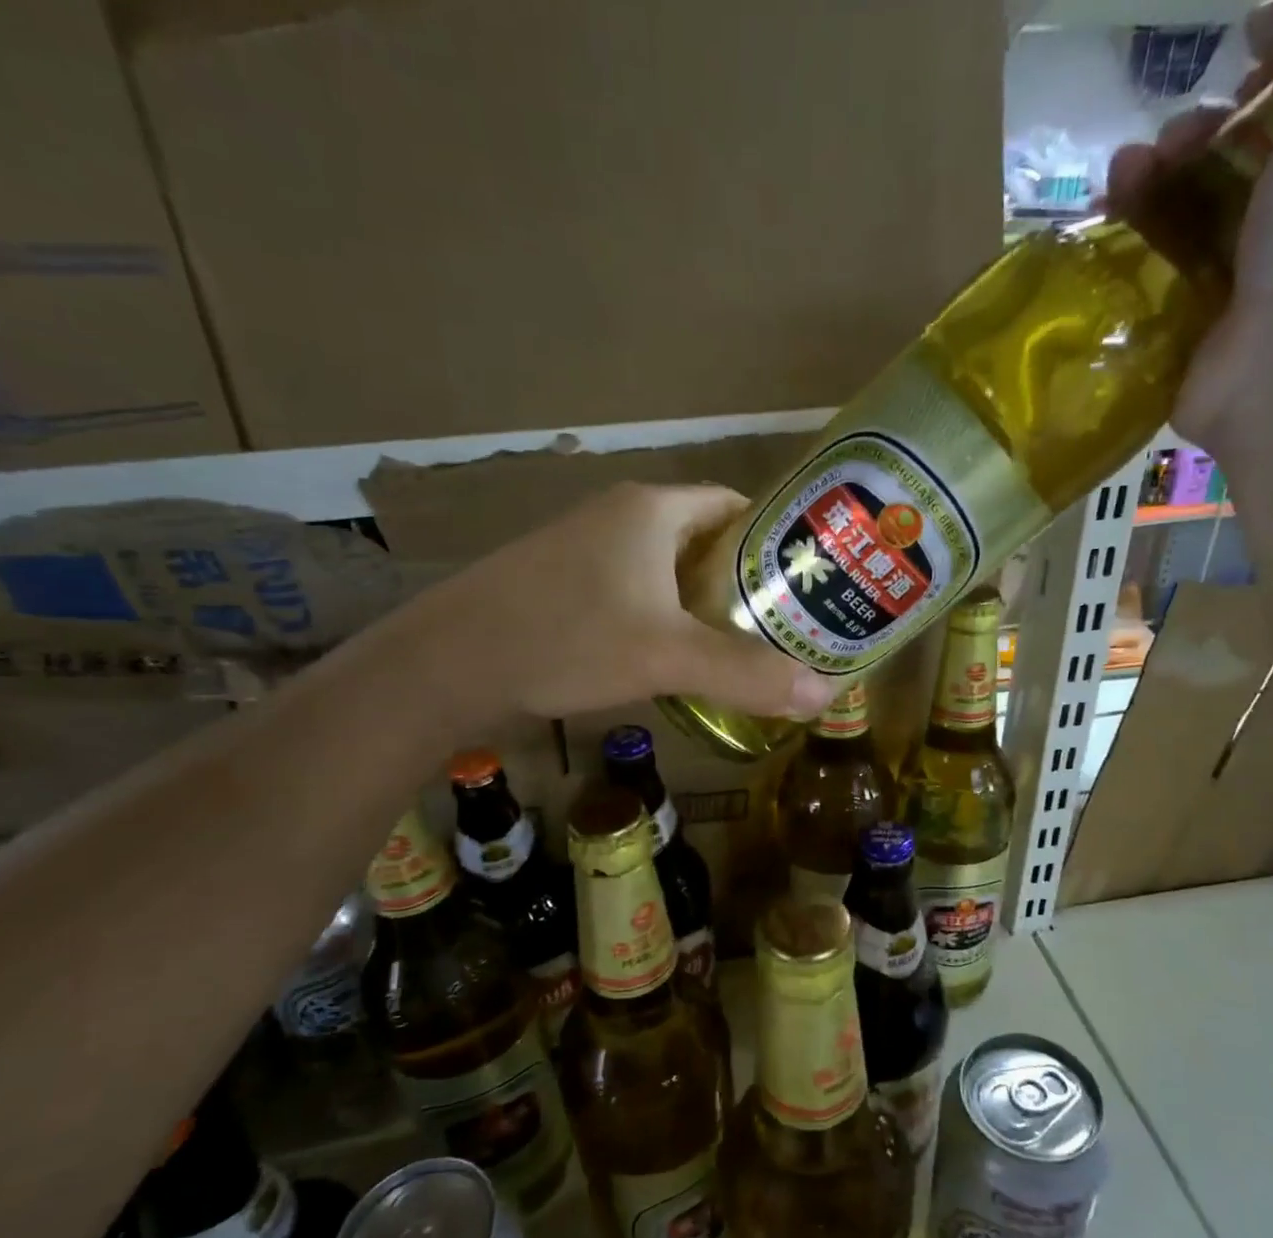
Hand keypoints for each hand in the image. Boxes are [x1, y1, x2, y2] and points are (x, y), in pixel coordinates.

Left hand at [444, 481, 838, 720]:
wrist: (449, 662)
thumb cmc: (566, 638)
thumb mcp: (666, 655)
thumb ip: (745, 674)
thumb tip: (823, 694)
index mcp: (652, 509)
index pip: (734, 507)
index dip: (774, 542)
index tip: (805, 585)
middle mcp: (620, 517)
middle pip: (704, 542)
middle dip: (743, 584)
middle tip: (783, 629)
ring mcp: (585, 550)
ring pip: (666, 571)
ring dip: (701, 606)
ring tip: (740, 649)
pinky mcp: (562, 584)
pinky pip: (633, 593)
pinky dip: (662, 618)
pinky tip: (672, 658)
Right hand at [1107, 0, 1272, 458]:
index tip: (1242, 47)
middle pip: (1257, 150)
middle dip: (1210, 124)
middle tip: (1179, 134)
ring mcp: (1257, 280)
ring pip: (1202, 209)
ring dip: (1161, 177)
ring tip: (1125, 174)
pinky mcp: (1200, 329)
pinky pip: (1166, 270)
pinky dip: (1138, 239)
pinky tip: (1113, 218)